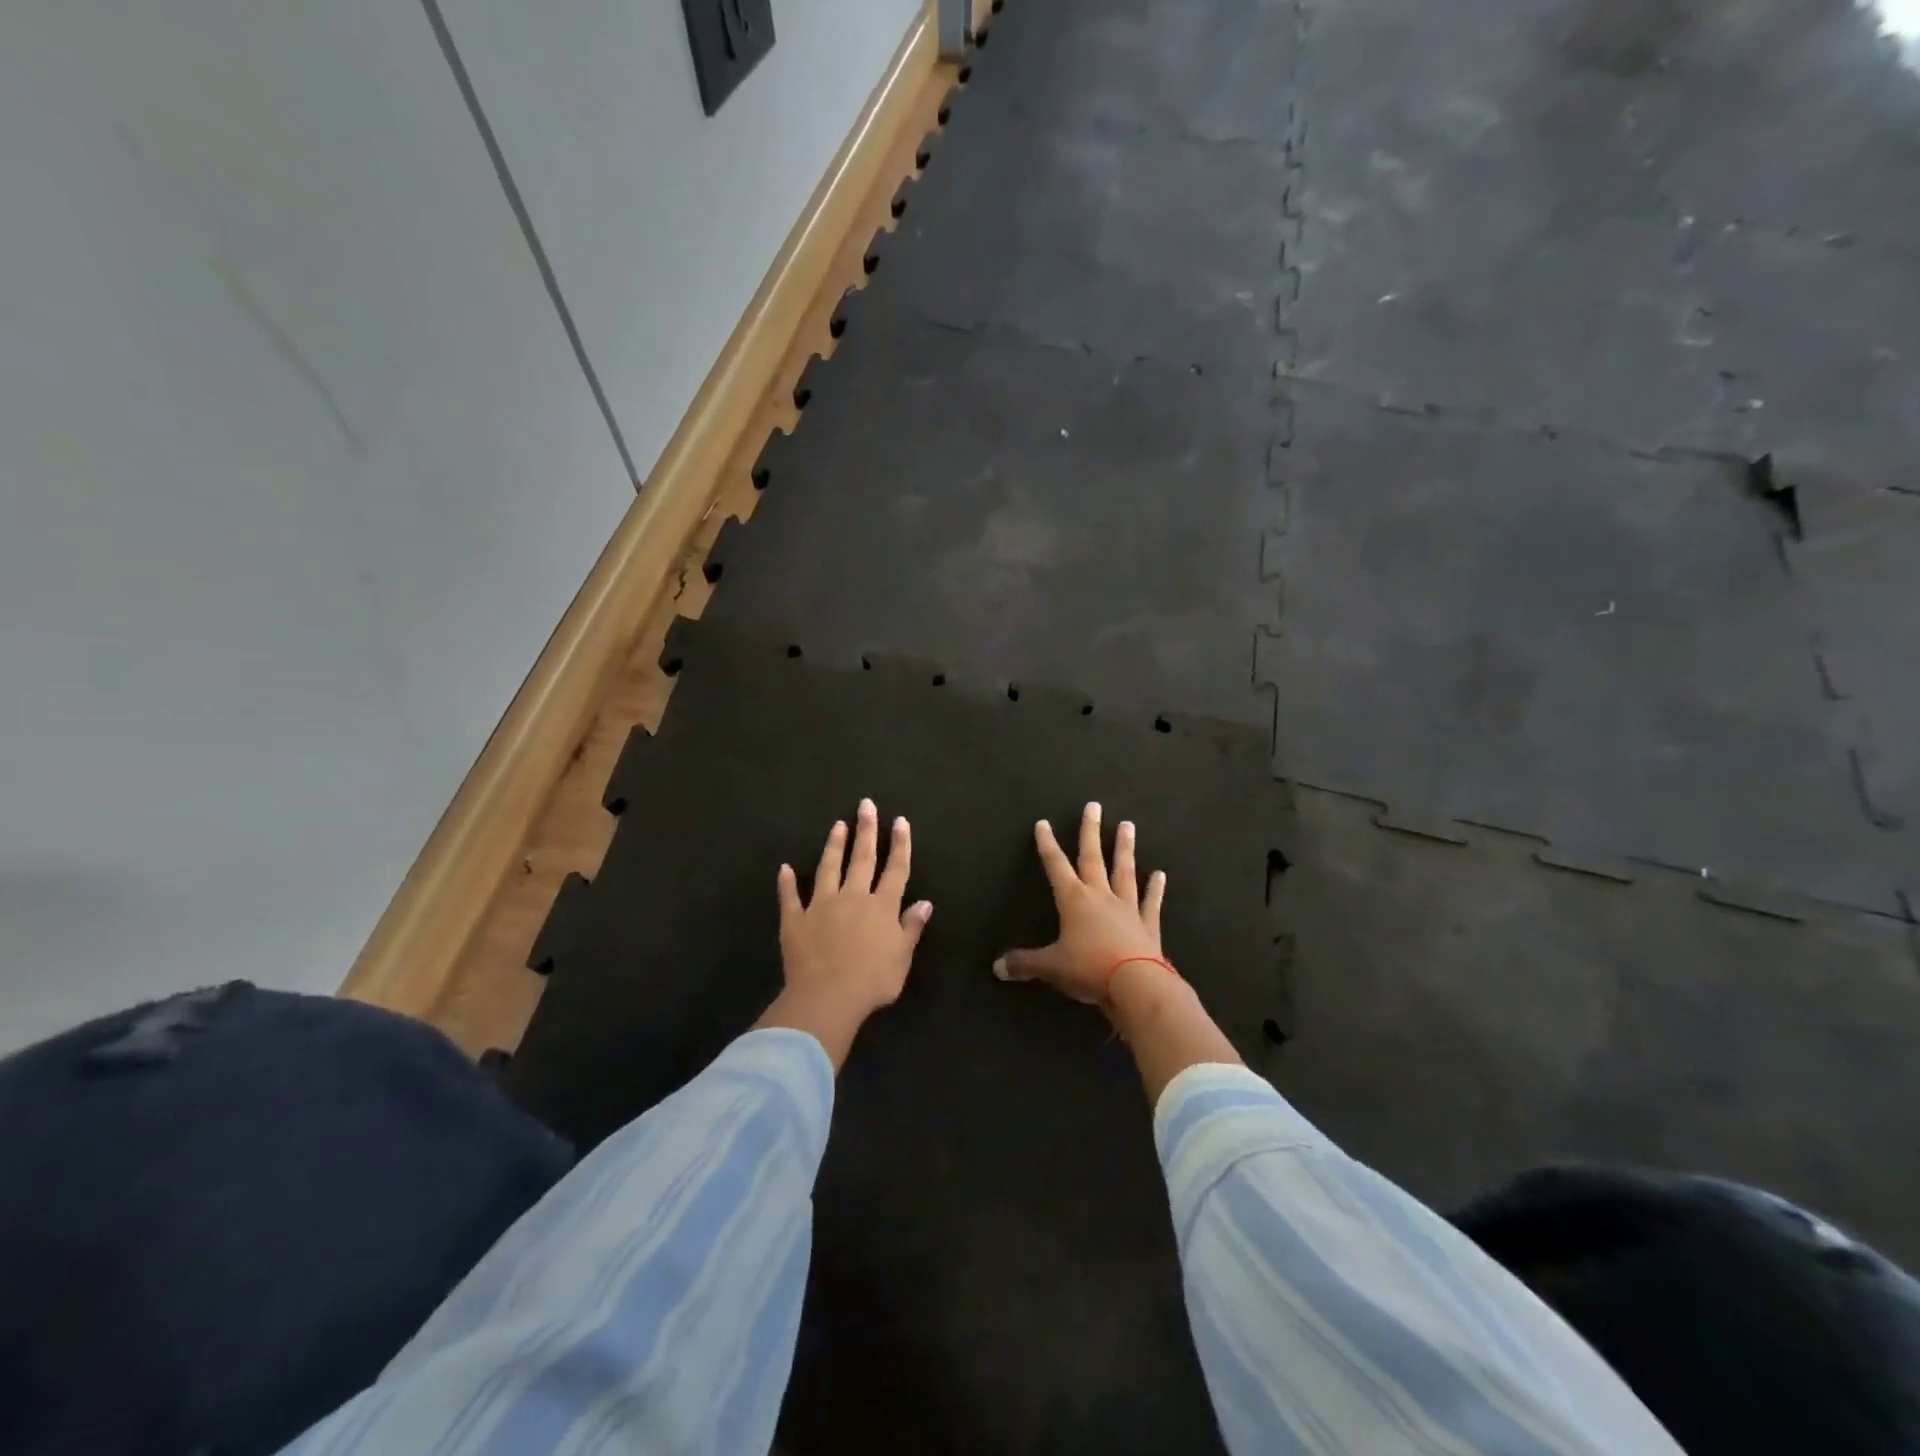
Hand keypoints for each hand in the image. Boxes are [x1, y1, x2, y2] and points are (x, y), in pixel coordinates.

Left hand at [758, 799, 932, 1069]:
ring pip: (829, 869)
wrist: (828, 997)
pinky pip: (790, 898)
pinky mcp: (795, 920)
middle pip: (862, 859)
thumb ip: (911, 927)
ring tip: (838, 825)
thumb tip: (925, 902)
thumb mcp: (902, 957)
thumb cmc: (872, 981)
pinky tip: (784, 868)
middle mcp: (853, 898)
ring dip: (833, 846)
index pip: (895, 870)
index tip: (900, 821)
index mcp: (881, 907)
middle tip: (866, 805)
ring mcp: (821, 906)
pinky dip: (787, 883)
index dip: (900, 845)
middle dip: (866, 831)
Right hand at [993, 802, 1166, 1005]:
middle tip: (1094, 806)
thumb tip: (996, 968)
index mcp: (1074, 901)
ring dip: (1124, 848)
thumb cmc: (1089, 969)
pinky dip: (1155, 889)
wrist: (1136, 985)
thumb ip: (1024, 964)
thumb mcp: (1051, 967)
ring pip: (1124, 871)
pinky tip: (1160, 874)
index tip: (1043, 823)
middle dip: (1090, 831)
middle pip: (1093, 858)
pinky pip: (1150, 902)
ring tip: (1128, 825)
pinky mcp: (1148, 925)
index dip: (1047, 845)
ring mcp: (1127, 908)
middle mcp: (1100, 896)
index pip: (1056, 866)